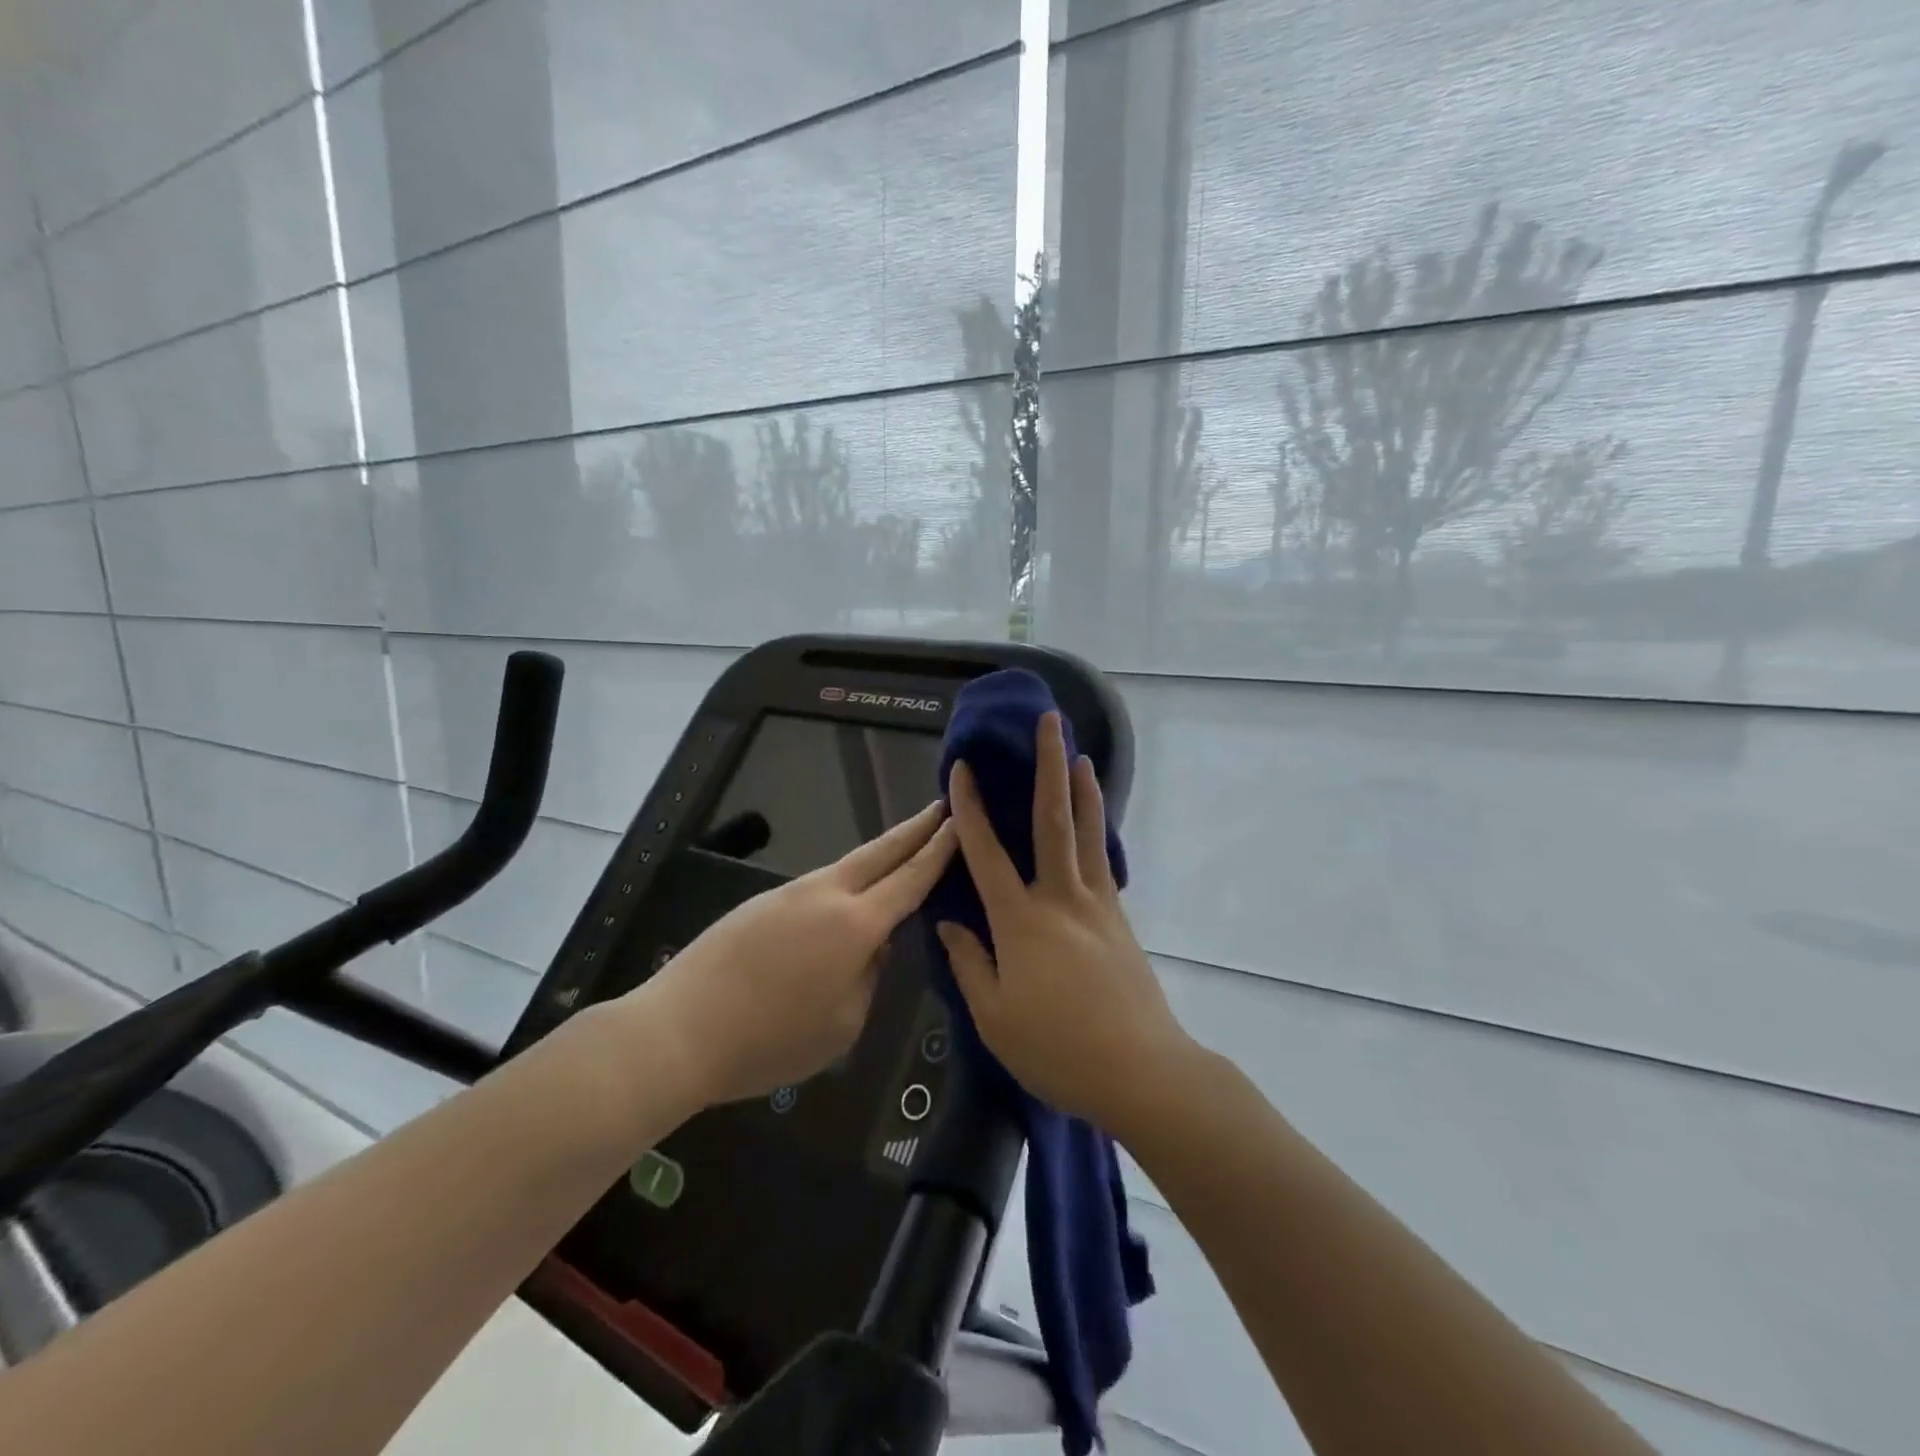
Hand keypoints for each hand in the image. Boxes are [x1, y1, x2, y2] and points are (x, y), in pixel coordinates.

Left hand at [622, 801, 955, 1108]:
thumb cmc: (770, 1039)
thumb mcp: (842, 1025)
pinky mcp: (762, 903)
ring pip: (848, 867)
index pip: (911, 878)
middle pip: (881, 851)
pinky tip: (845, 902)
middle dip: (915, 829)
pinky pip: (818, 887)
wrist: (680, 1029)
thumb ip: (868, 977)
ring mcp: (790, 893)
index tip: (960, 822)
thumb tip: (873, 947)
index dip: (939, 849)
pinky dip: (845, 884)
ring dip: (880, 855)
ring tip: (902, 852)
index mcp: (856, 924)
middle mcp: (827, 894)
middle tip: (942, 807)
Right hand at [937, 712, 1193, 1132]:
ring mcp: (1097, 905)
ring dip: (1083, 790)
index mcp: (1021, 922)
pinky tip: (1096, 823)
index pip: (987, 854)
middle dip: (1049, 767)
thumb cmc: (1058, 1049)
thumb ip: (970, 964)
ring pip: (1088, 834)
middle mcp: (1061, 899)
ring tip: (1081, 755)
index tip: (962, 769)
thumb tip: (949, 923)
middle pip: (1053, 821)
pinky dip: (1099, 832)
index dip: (970, 809)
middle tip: (1051, 723)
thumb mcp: (995, 1018)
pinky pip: (1104, 863)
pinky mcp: (1120, 919)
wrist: (1141, 1071)